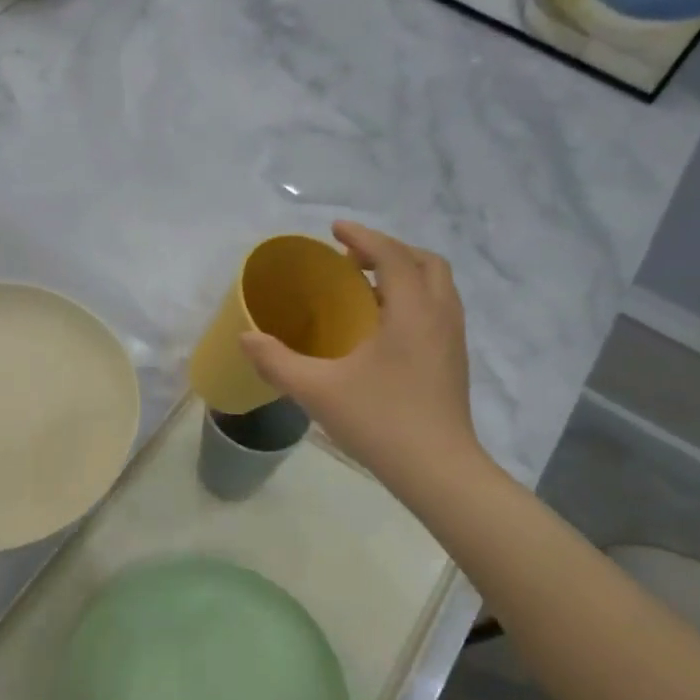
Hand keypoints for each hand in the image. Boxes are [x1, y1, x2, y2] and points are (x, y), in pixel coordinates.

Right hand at [241, 222, 483, 481]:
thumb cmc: (380, 421)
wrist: (438, 471)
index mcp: (411, 312)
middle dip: (389, 251)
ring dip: (404, 274)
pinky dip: (412, 300)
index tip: (335, 228)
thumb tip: (245, 337)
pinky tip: (383, 328)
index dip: (363, 236)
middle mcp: (440, 316)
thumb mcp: (318, 390)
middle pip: (425, 262)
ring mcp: (453, 339)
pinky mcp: (454, 361)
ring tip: (365, 288)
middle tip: (352, 259)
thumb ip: (277, 361)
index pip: (391, 256)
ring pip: (436, 287)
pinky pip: (437, 310)